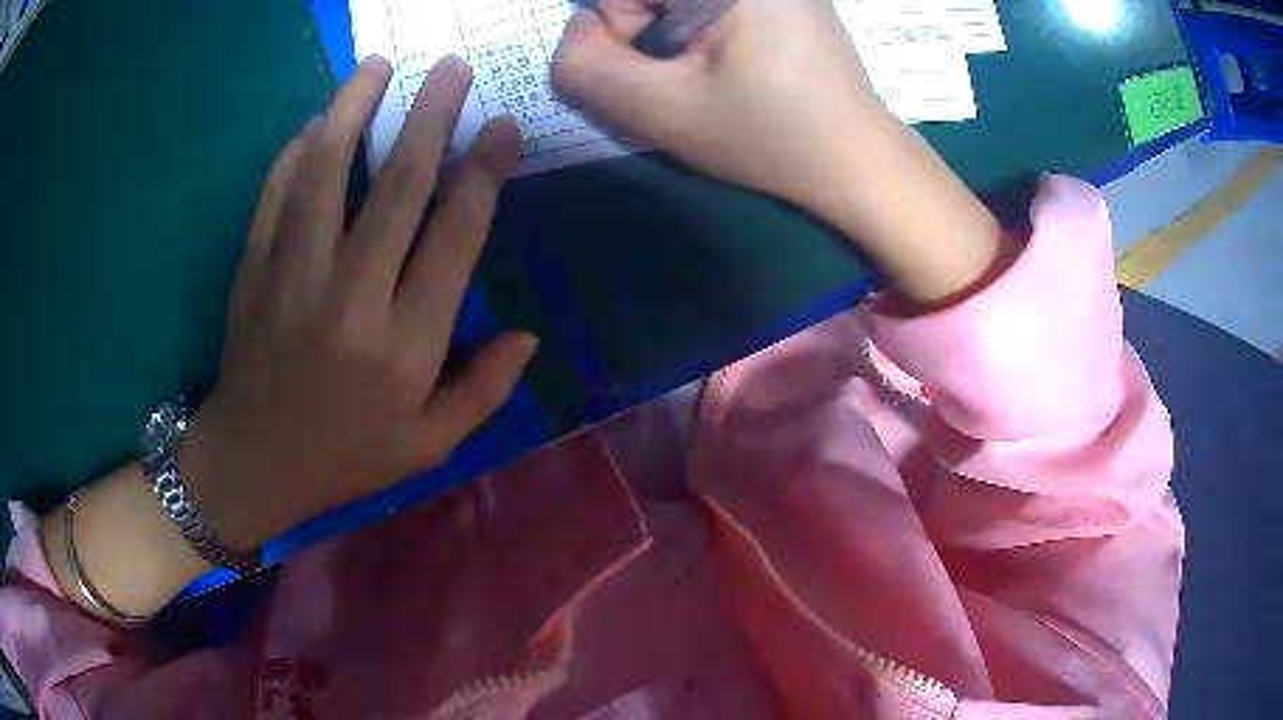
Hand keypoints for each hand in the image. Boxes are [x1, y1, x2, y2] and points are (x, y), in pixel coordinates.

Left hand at [183, 55, 535, 549]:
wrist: (252, 464)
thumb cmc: (343, 458)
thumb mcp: (427, 448)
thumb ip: (483, 392)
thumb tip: (528, 336)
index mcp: (403, 348)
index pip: (454, 239)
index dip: (483, 174)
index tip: (502, 128)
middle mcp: (350, 301)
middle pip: (399, 187)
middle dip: (432, 116)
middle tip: (452, 68)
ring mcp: (292, 278)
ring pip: (327, 173)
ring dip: (355, 109)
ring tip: (377, 66)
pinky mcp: (252, 270)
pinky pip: (276, 194)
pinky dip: (297, 151)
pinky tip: (318, 123)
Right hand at [550, 0, 892, 213]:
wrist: (859, 162)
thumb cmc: (771, 139)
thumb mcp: (663, 112)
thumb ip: (587, 67)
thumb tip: (577, 33)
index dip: (615, 29)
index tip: (651, 69)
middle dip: (641, 27)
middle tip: (682, 74)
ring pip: (672, 0)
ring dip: (668, 30)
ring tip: (709, 72)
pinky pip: (705, 5)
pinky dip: (693, 27)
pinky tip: (725, 60)